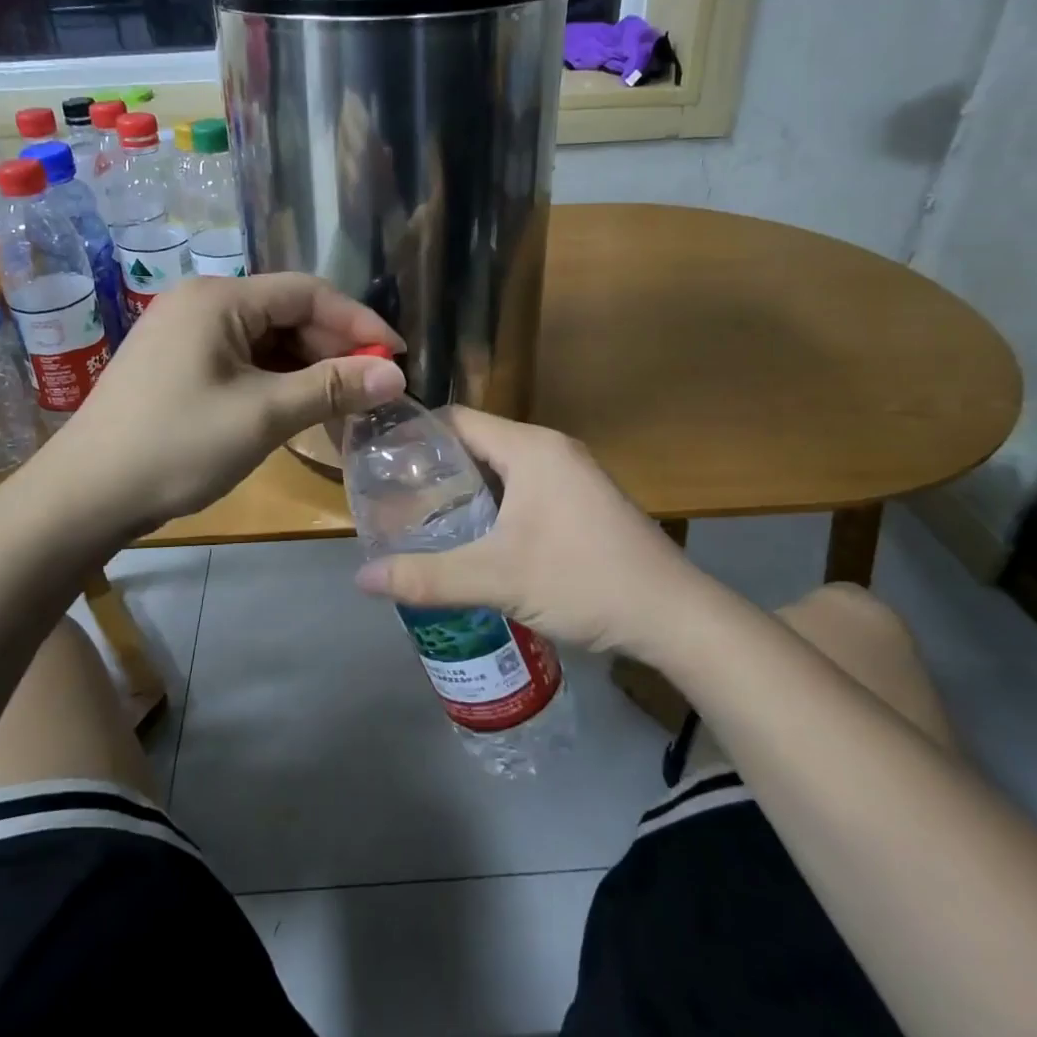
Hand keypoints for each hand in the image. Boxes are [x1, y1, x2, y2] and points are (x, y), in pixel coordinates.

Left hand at [41, 274, 405, 534]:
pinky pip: (242, 361)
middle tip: (372, 390)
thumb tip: (395, 375)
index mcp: (219, 299)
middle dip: (334, 350)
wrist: (84, 497)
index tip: (396, 358)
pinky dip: (276, 382)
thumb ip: (332, 388)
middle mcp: (201, 303)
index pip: (307, 293)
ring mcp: (184, 334)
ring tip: (343, 406)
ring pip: (266, 341)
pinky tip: (298, 409)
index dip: (358, 323)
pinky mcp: (177, 364)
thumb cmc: (177, 446)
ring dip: (307, 370)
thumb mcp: (263, 416)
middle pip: (286, 314)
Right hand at [354, 408, 693, 652]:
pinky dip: (493, 507)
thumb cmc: (584, 580)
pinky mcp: (582, 502)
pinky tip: (473, 540)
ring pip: (501, 470)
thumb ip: (427, 576)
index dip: (414, 437)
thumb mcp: (498, 579)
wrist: (675, 616)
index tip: (379, 463)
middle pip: (477, 444)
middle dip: (435, 471)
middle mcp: (551, 449)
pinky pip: (523, 490)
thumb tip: (361, 578)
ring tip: (422, 522)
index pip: (457, 420)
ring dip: (464, 492)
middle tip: (394, 501)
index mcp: (530, 447)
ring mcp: (572, 475)